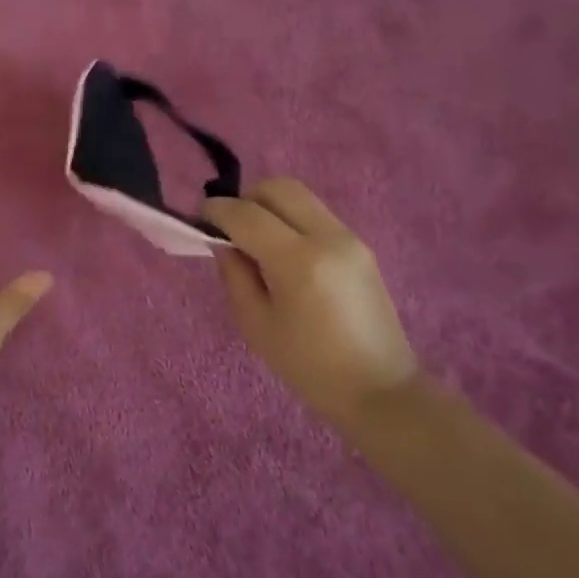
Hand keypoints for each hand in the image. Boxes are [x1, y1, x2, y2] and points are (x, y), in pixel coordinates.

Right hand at [204, 179, 416, 422]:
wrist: (379, 389)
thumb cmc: (308, 366)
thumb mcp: (255, 324)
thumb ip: (234, 274)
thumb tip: (223, 242)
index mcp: (298, 260)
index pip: (247, 214)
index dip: (217, 211)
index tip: (199, 218)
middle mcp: (327, 237)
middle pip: (278, 188)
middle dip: (246, 198)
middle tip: (229, 227)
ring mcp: (349, 238)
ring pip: (299, 196)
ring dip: (269, 207)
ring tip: (254, 239)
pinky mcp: (360, 246)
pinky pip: (315, 215)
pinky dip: (290, 219)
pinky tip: (281, 252)